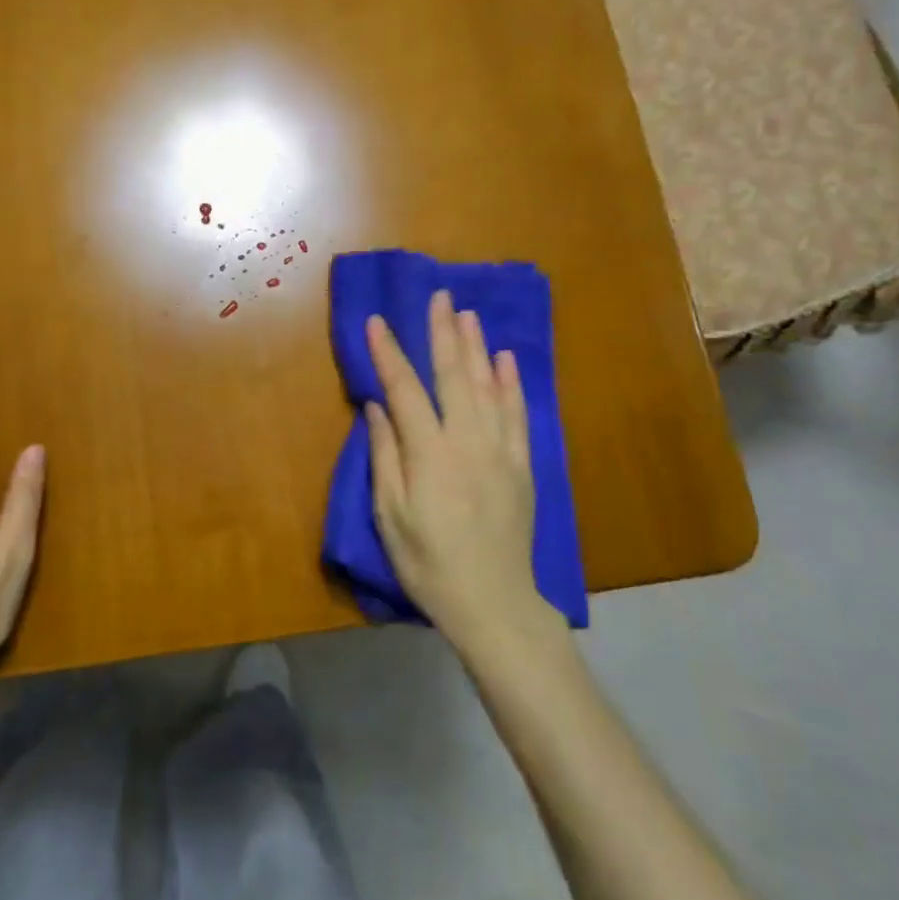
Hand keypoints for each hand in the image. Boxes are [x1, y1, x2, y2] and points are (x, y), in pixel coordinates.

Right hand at [365, 291, 557, 650]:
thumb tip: (377, 406)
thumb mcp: (390, 515)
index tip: (376, 321)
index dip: (388, 353)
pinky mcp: (522, 465)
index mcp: (430, 454)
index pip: (404, 389)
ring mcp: (501, 451)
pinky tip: (506, 360)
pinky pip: (518, 414)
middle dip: (444, 332)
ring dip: (477, 347)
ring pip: (489, 386)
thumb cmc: (428, 562)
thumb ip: (385, 455)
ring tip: (468, 314)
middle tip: (440, 296)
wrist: (493, 603)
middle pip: (454, 375)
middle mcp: (468, 441)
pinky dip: (512, 383)